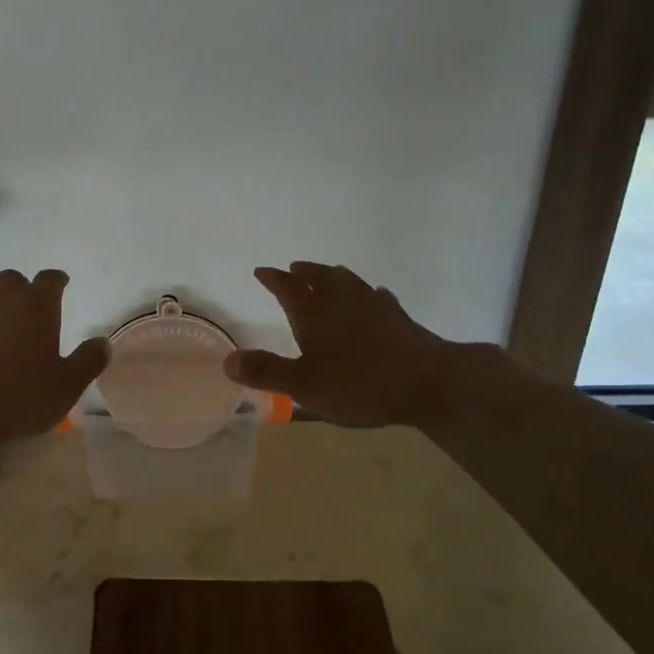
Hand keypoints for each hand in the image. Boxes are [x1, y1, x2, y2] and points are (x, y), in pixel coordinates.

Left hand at [0, 269, 109, 442]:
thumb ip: (88, 361)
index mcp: (37, 306)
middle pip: (13, 279)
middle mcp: (2, 298)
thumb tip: (103, 342)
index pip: (50, 279)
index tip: (61, 284)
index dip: (57, 280)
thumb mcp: (66, 387)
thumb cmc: (19, 398)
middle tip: (26, 310)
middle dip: (21, 289)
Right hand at [223, 262, 514, 428]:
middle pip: (320, 277)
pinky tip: (374, 298)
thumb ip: (266, 372)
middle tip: (295, 267)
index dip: (273, 279)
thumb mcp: (304, 385)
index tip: (262, 270)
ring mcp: (373, 305)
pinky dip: (367, 294)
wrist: (426, 381)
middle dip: (305, 272)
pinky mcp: (398, 317)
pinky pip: (377, 297)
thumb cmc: (358, 383)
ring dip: (334, 276)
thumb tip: (227, 360)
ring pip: (349, 281)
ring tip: (329, 274)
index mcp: (314, 313)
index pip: (287, 288)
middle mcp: (341, 300)